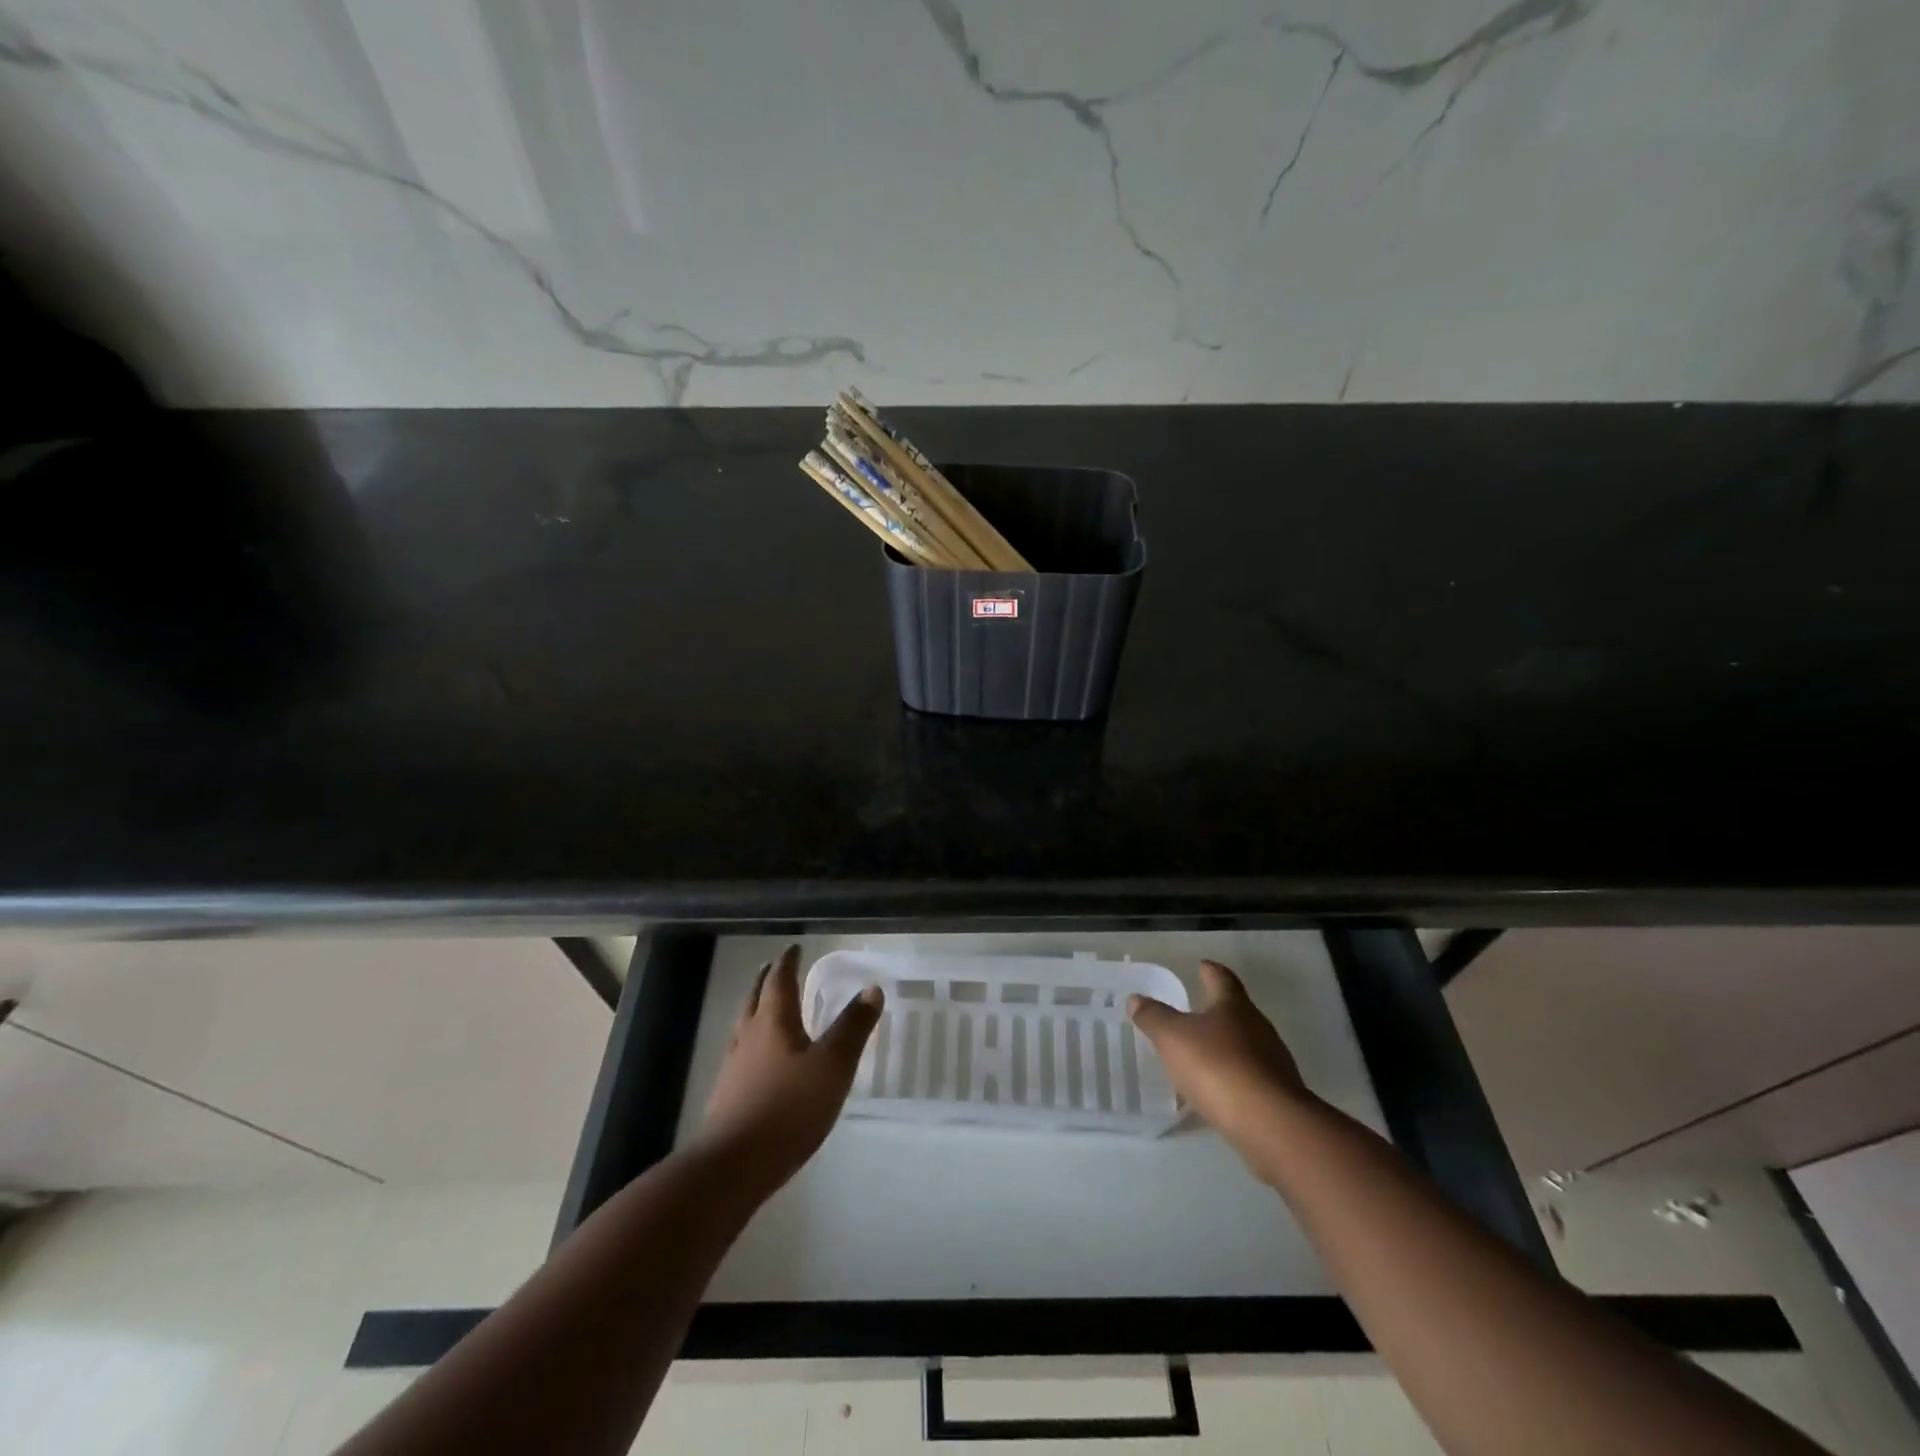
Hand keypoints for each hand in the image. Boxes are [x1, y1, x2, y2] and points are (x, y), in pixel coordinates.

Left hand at [701, 945, 882, 1197]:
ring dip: (755, 1009)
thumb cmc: (788, 1109)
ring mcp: (733, 1068)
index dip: (788, 963)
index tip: (794, 948)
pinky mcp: (727, 1097)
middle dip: (766, 980)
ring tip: (764, 1007)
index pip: (779, 981)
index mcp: (773, 1022)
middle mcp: (749, 1037)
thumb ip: (853, 1027)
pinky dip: (751, 1043)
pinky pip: (740, 1055)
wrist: (732, 1167)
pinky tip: (758, 1061)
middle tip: (773, 967)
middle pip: (755, 999)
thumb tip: (872, 988)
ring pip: (744, 1026)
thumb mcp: (832, 1066)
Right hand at [1128, 960, 1312, 1167]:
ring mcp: (1273, 1063)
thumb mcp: (1173, 1038)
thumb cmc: (1218, 1067)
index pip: (1222, 979)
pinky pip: (1249, 1078)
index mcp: (1234, 1006)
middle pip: (1237, 1012)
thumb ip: (1154, 1017)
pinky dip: (1232, 1077)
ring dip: (1225, 1046)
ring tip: (1201, 1054)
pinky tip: (1217, 1090)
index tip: (1203, 965)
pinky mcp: (1278, 1096)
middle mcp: (1258, 1028)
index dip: (1211, 971)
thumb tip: (1135, 999)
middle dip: (1217, 1010)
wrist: (1271, 1124)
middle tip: (1195, 1011)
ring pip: (1245, 1046)